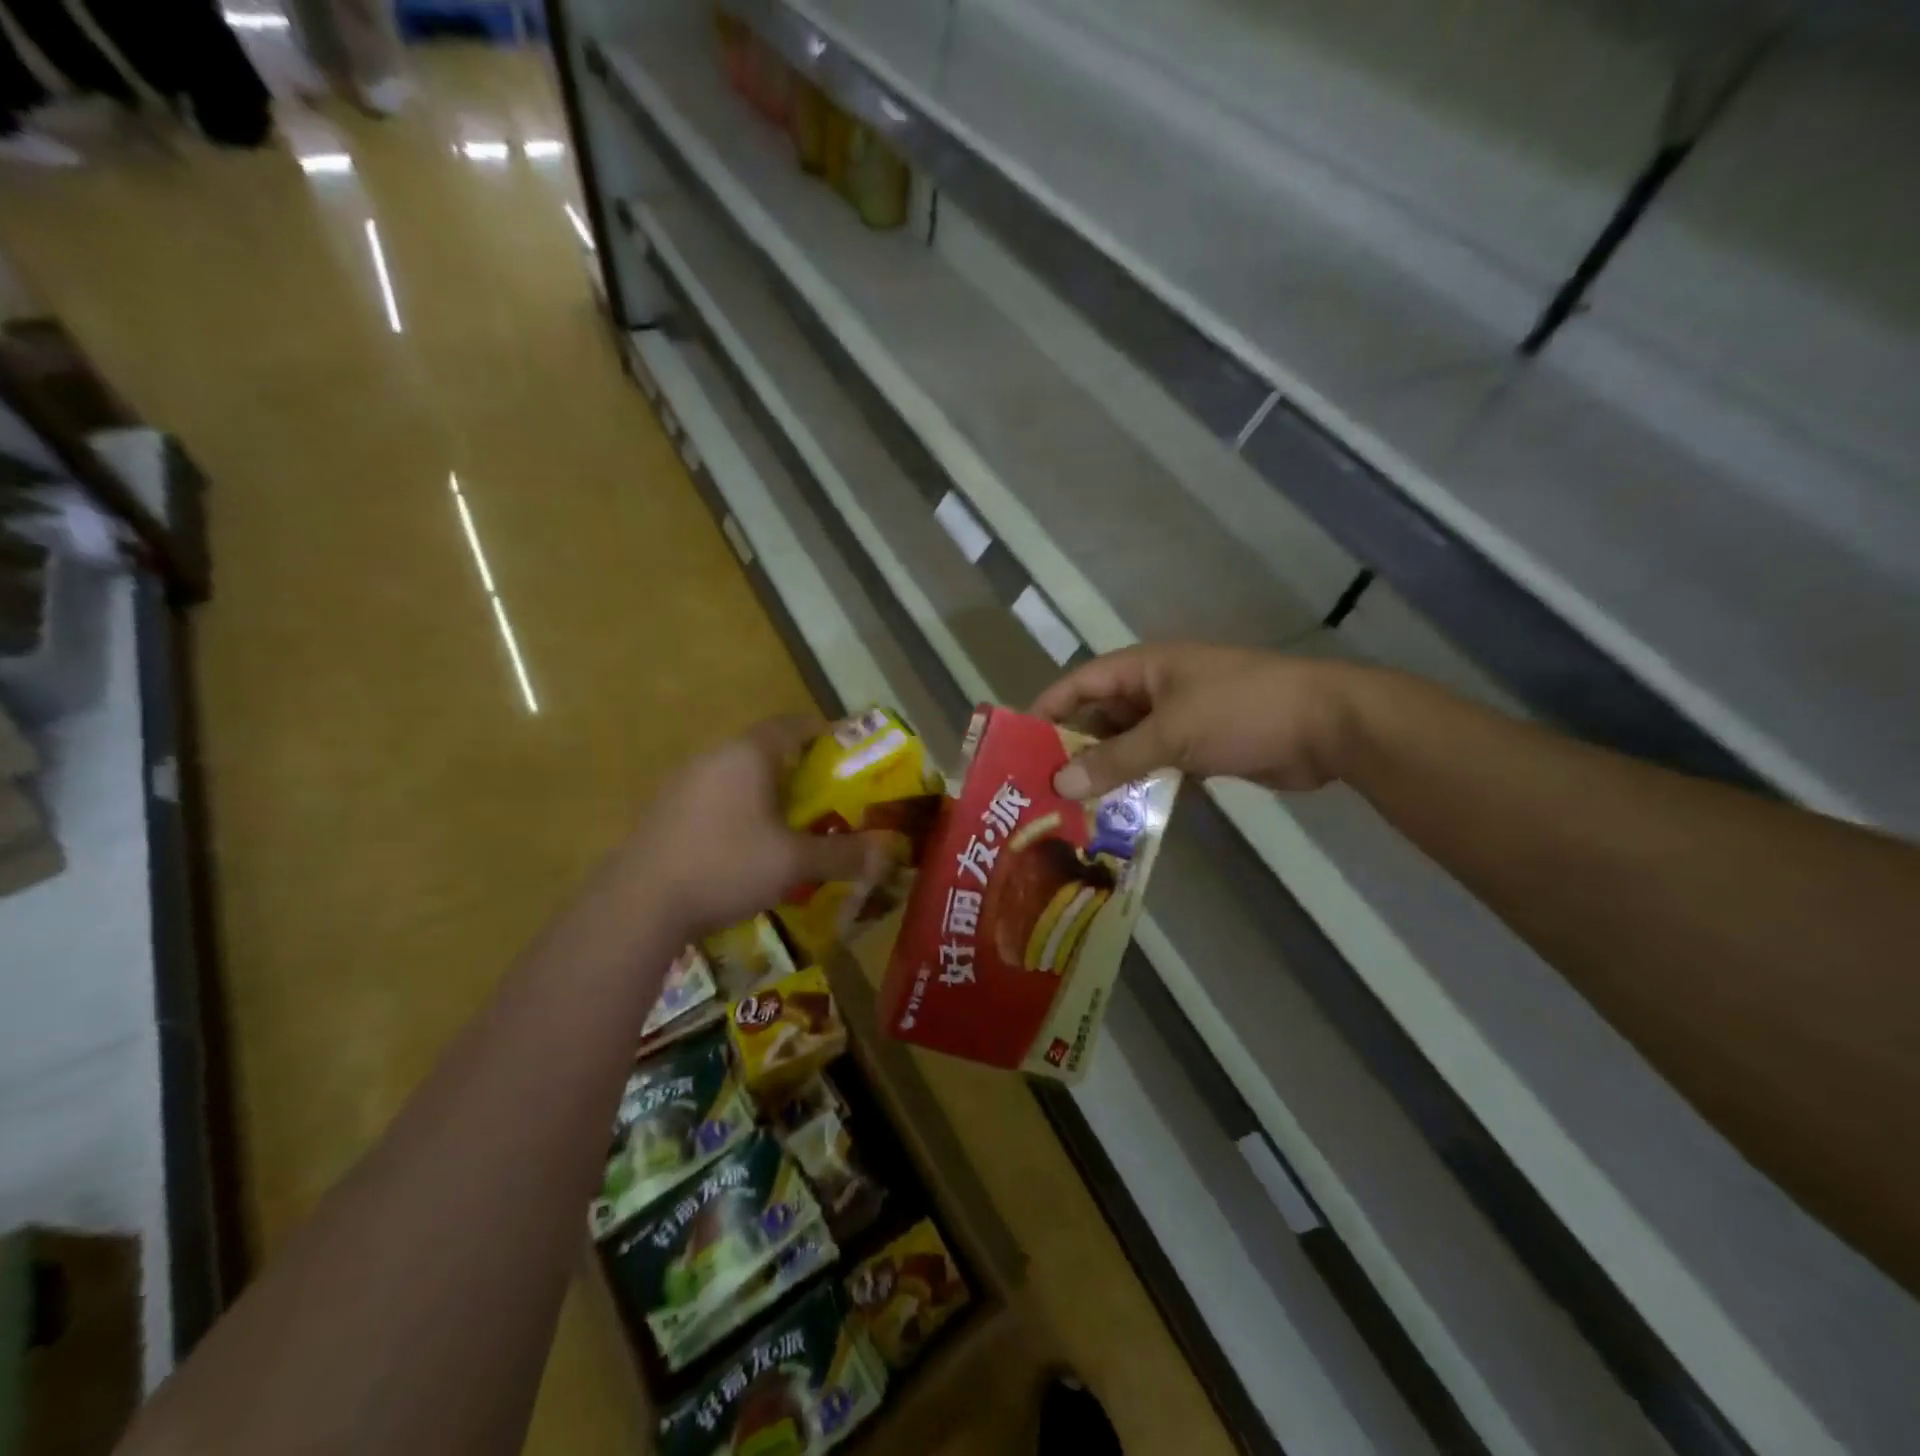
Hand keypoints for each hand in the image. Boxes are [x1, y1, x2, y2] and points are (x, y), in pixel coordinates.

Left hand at [626, 716, 898, 939]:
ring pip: (738, 775)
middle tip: (827, 796)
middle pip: (766, 749)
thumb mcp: (794, 863)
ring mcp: (683, 783)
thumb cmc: (726, 866)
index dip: (823, 734)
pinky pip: (715, 797)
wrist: (639, 903)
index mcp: (748, 755)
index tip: (847, 754)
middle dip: (799, 769)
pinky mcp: (665, 810)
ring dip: (767, 792)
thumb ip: (843, 854)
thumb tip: (887, 851)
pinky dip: (739, 810)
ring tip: (791, 824)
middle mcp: (714, 757)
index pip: (793, 725)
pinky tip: (746, 846)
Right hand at [1031, 643, 1359, 797]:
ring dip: (1105, 774)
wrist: (1328, 726)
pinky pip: (1156, 766)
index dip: (1048, 709)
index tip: (1018, 745)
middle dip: (1073, 751)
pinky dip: (1138, 786)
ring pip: (1128, 747)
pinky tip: (1117, 816)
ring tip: (1070, 810)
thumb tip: (1059, 783)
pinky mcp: (1201, 748)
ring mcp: (1180, 720)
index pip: (1081, 683)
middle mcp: (1156, 690)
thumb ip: (1115, 759)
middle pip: (1101, 718)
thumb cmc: (1242, 711)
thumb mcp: (1172, 732)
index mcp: (1145, 668)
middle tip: (1040, 790)